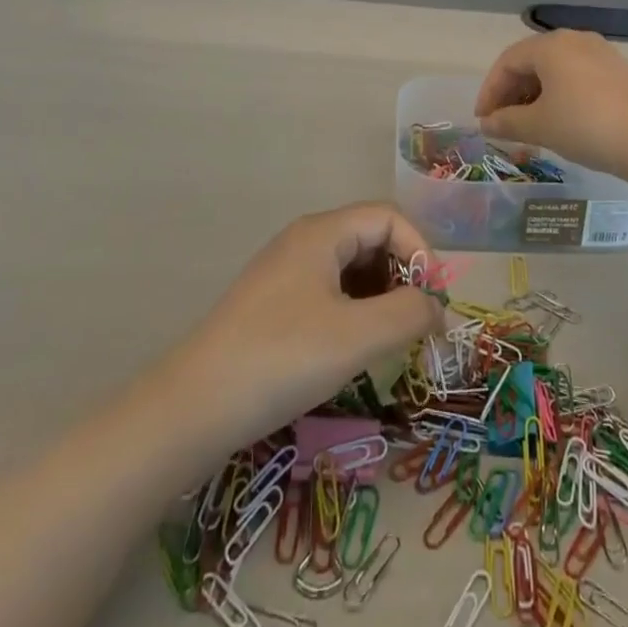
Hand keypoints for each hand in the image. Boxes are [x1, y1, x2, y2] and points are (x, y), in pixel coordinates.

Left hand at [167, 205, 443, 449]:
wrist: (191, 408)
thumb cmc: (281, 359)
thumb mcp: (356, 337)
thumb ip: (408, 314)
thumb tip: (436, 308)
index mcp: (323, 232)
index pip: (389, 218)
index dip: (420, 252)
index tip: (433, 303)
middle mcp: (304, 241)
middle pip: (371, 239)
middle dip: (402, 276)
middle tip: (415, 325)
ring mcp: (286, 272)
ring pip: (352, 268)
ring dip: (380, 297)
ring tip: (389, 341)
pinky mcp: (274, 304)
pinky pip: (330, 291)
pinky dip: (354, 312)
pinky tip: (353, 349)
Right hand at [475, 31, 627, 180]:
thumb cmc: (586, 126)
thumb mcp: (540, 126)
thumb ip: (507, 122)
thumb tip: (487, 124)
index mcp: (550, 45)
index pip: (507, 62)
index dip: (490, 91)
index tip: (482, 121)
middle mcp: (574, 40)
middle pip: (531, 61)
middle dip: (512, 93)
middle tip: (502, 124)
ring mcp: (600, 52)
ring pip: (555, 69)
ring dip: (535, 95)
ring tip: (529, 125)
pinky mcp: (618, 70)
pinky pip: (576, 76)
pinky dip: (560, 94)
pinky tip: (560, 120)